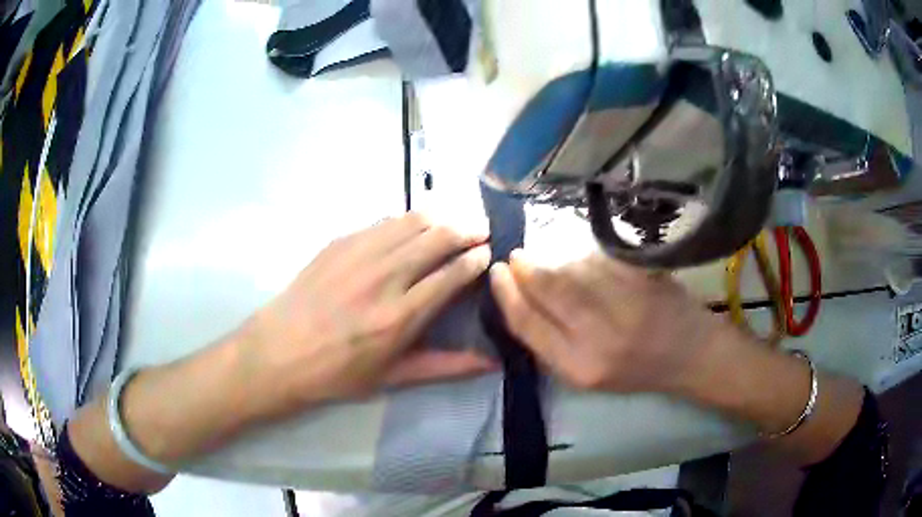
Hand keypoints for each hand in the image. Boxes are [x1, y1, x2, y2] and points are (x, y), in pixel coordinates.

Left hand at [241, 213, 496, 417]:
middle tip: (482, 229)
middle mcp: (384, 277)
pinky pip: (383, 221)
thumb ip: (446, 367)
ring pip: (412, 220)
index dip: (476, 258)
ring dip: (442, 216)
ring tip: (456, 221)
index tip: (488, 253)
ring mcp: (358, 253)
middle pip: (438, 236)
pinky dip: (408, 219)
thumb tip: (491, 363)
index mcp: (400, 316)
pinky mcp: (339, 242)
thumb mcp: (393, 378)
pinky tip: (414, 225)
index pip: (452, 273)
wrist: (278, 353)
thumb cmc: (337, 373)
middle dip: (468, 228)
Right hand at [489, 251, 729, 394]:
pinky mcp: (640, 276)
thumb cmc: (635, 371)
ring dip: (554, 259)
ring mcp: (623, 300)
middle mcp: (598, 335)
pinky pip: (597, 257)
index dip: (506, 294)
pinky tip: (583, 259)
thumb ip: (551, 345)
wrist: (689, 353)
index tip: (498, 273)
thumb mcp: (585, 376)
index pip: (527, 322)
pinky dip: (582, 255)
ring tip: (551, 261)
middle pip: (546, 287)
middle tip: (517, 256)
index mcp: (578, 367)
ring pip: (571, 266)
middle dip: (524, 267)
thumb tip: (519, 301)